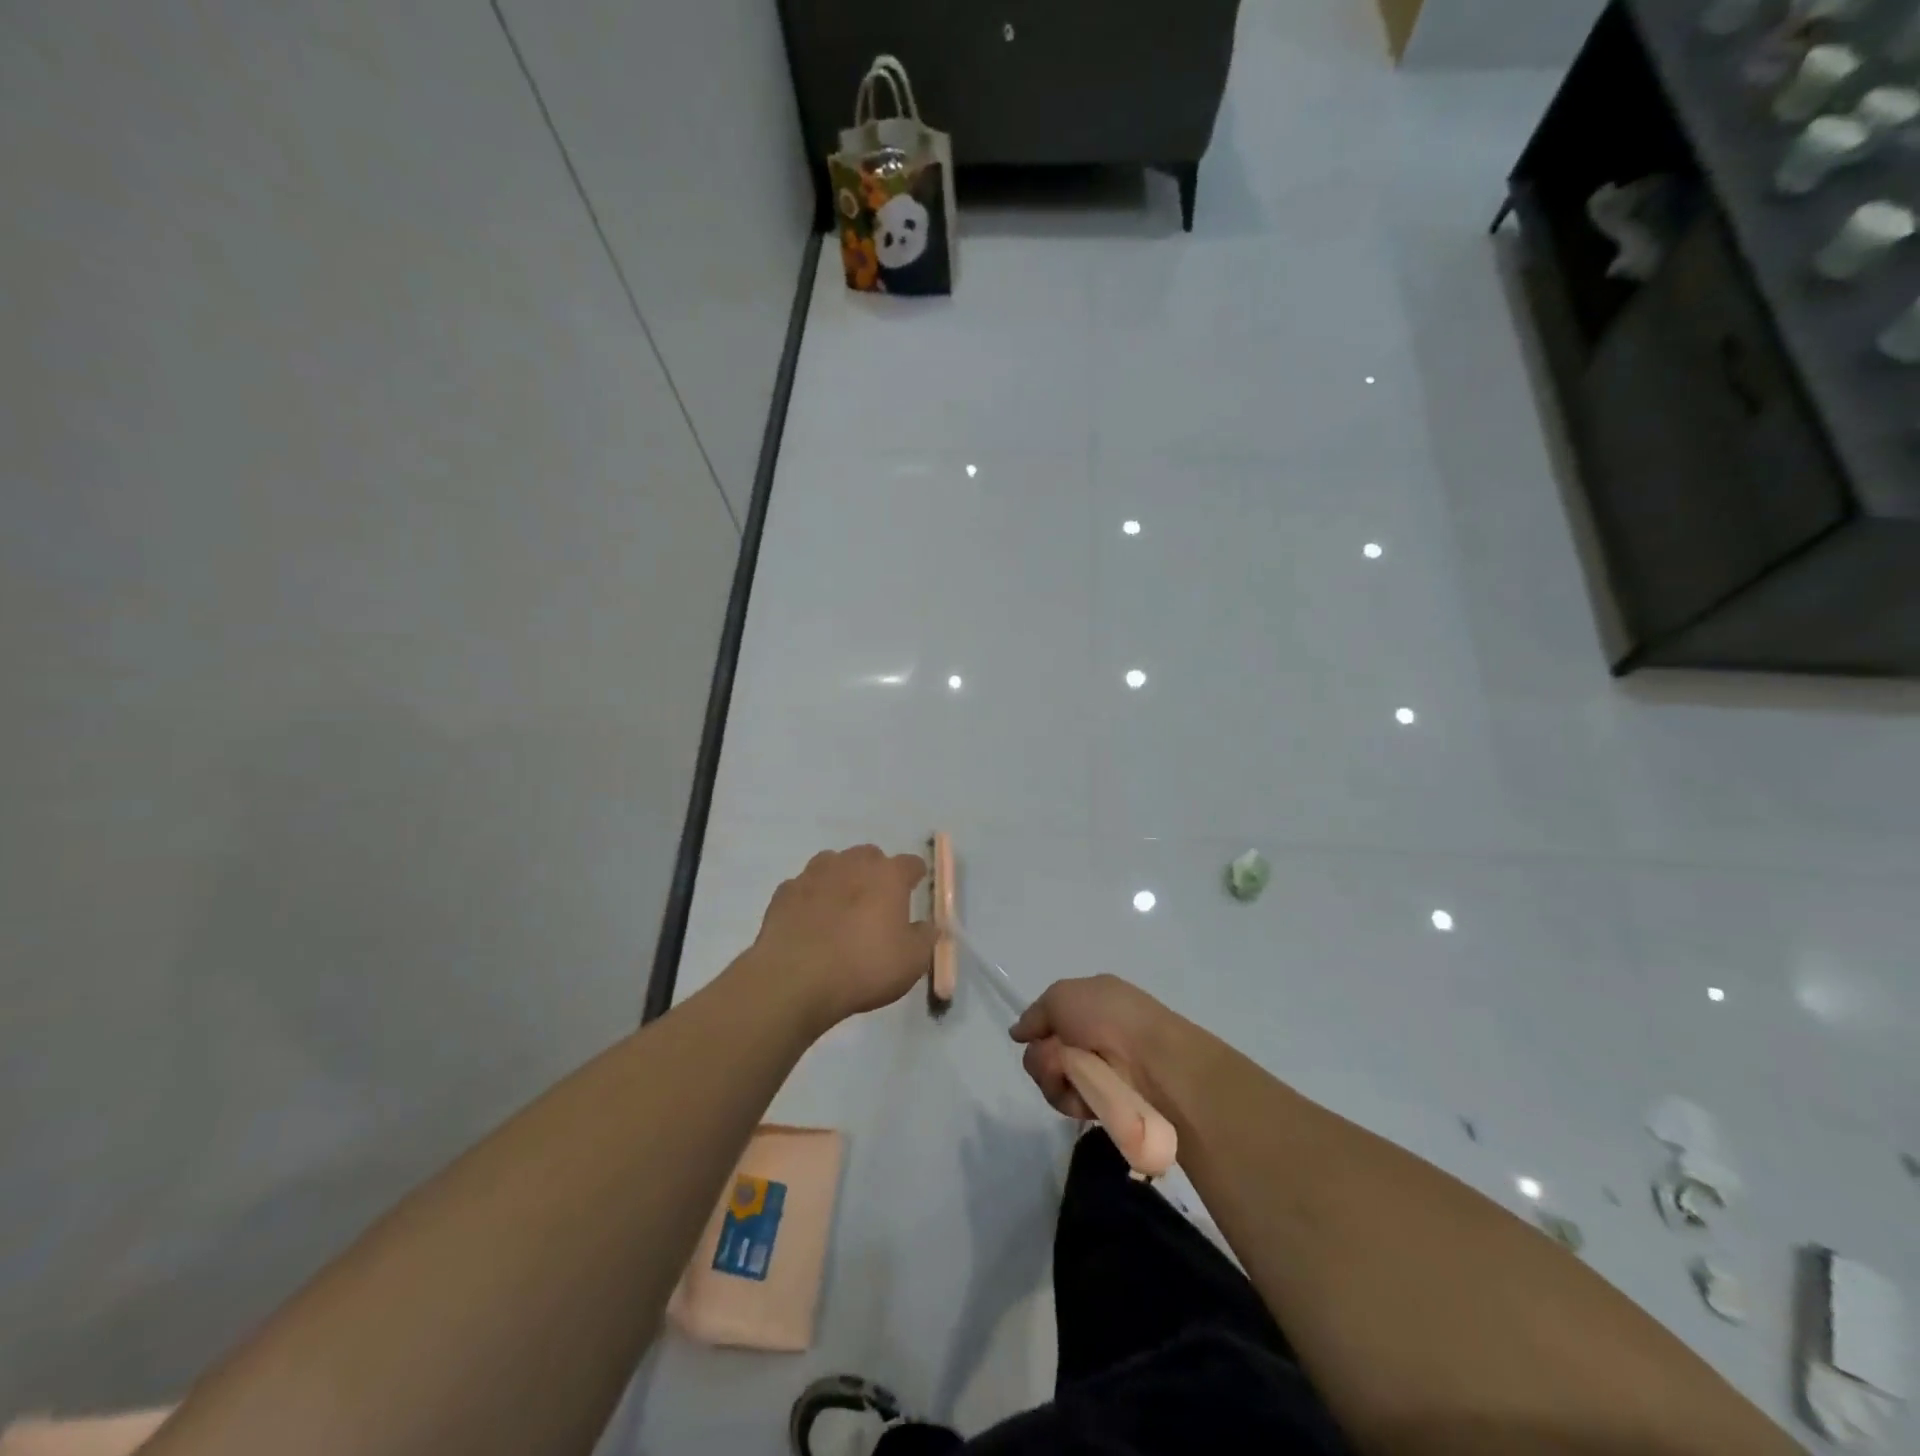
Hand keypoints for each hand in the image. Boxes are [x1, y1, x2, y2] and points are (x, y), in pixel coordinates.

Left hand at [749, 846, 936, 1028]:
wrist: (795, 980)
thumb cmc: (864, 967)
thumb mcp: (911, 962)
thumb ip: (925, 938)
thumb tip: (930, 926)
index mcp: (888, 875)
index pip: (911, 863)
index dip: (915, 876)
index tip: (916, 890)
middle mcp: (852, 864)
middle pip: (869, 856)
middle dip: (876, 873)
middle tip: (877, 903)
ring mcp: (814, 875)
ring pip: (833, 864)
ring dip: (841, 879)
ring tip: (841, 909)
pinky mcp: (784, 892)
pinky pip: (803, 887)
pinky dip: (810, 898)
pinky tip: (810, 922)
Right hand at [1009, 975, 1185, 1117]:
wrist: (1149, 1061)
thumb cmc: (1107, 1016)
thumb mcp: (1062, 995)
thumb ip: (1035, 1014)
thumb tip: (1018, 1032)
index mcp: (1089, 1005)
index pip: (1049, 1019)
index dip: (1037, 1028)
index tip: (1030, 1035)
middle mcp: (1090, 1037)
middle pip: (1041, 1052)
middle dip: (1041, 1056)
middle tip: (1057, 1056)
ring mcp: (1095, 1072)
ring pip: (1047, 1078)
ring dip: (1052, 1075)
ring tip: (1072, 1074)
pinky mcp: (1099, 1103)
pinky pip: (1065, 1101)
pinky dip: (1069, 1096)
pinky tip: (1085, 1093)